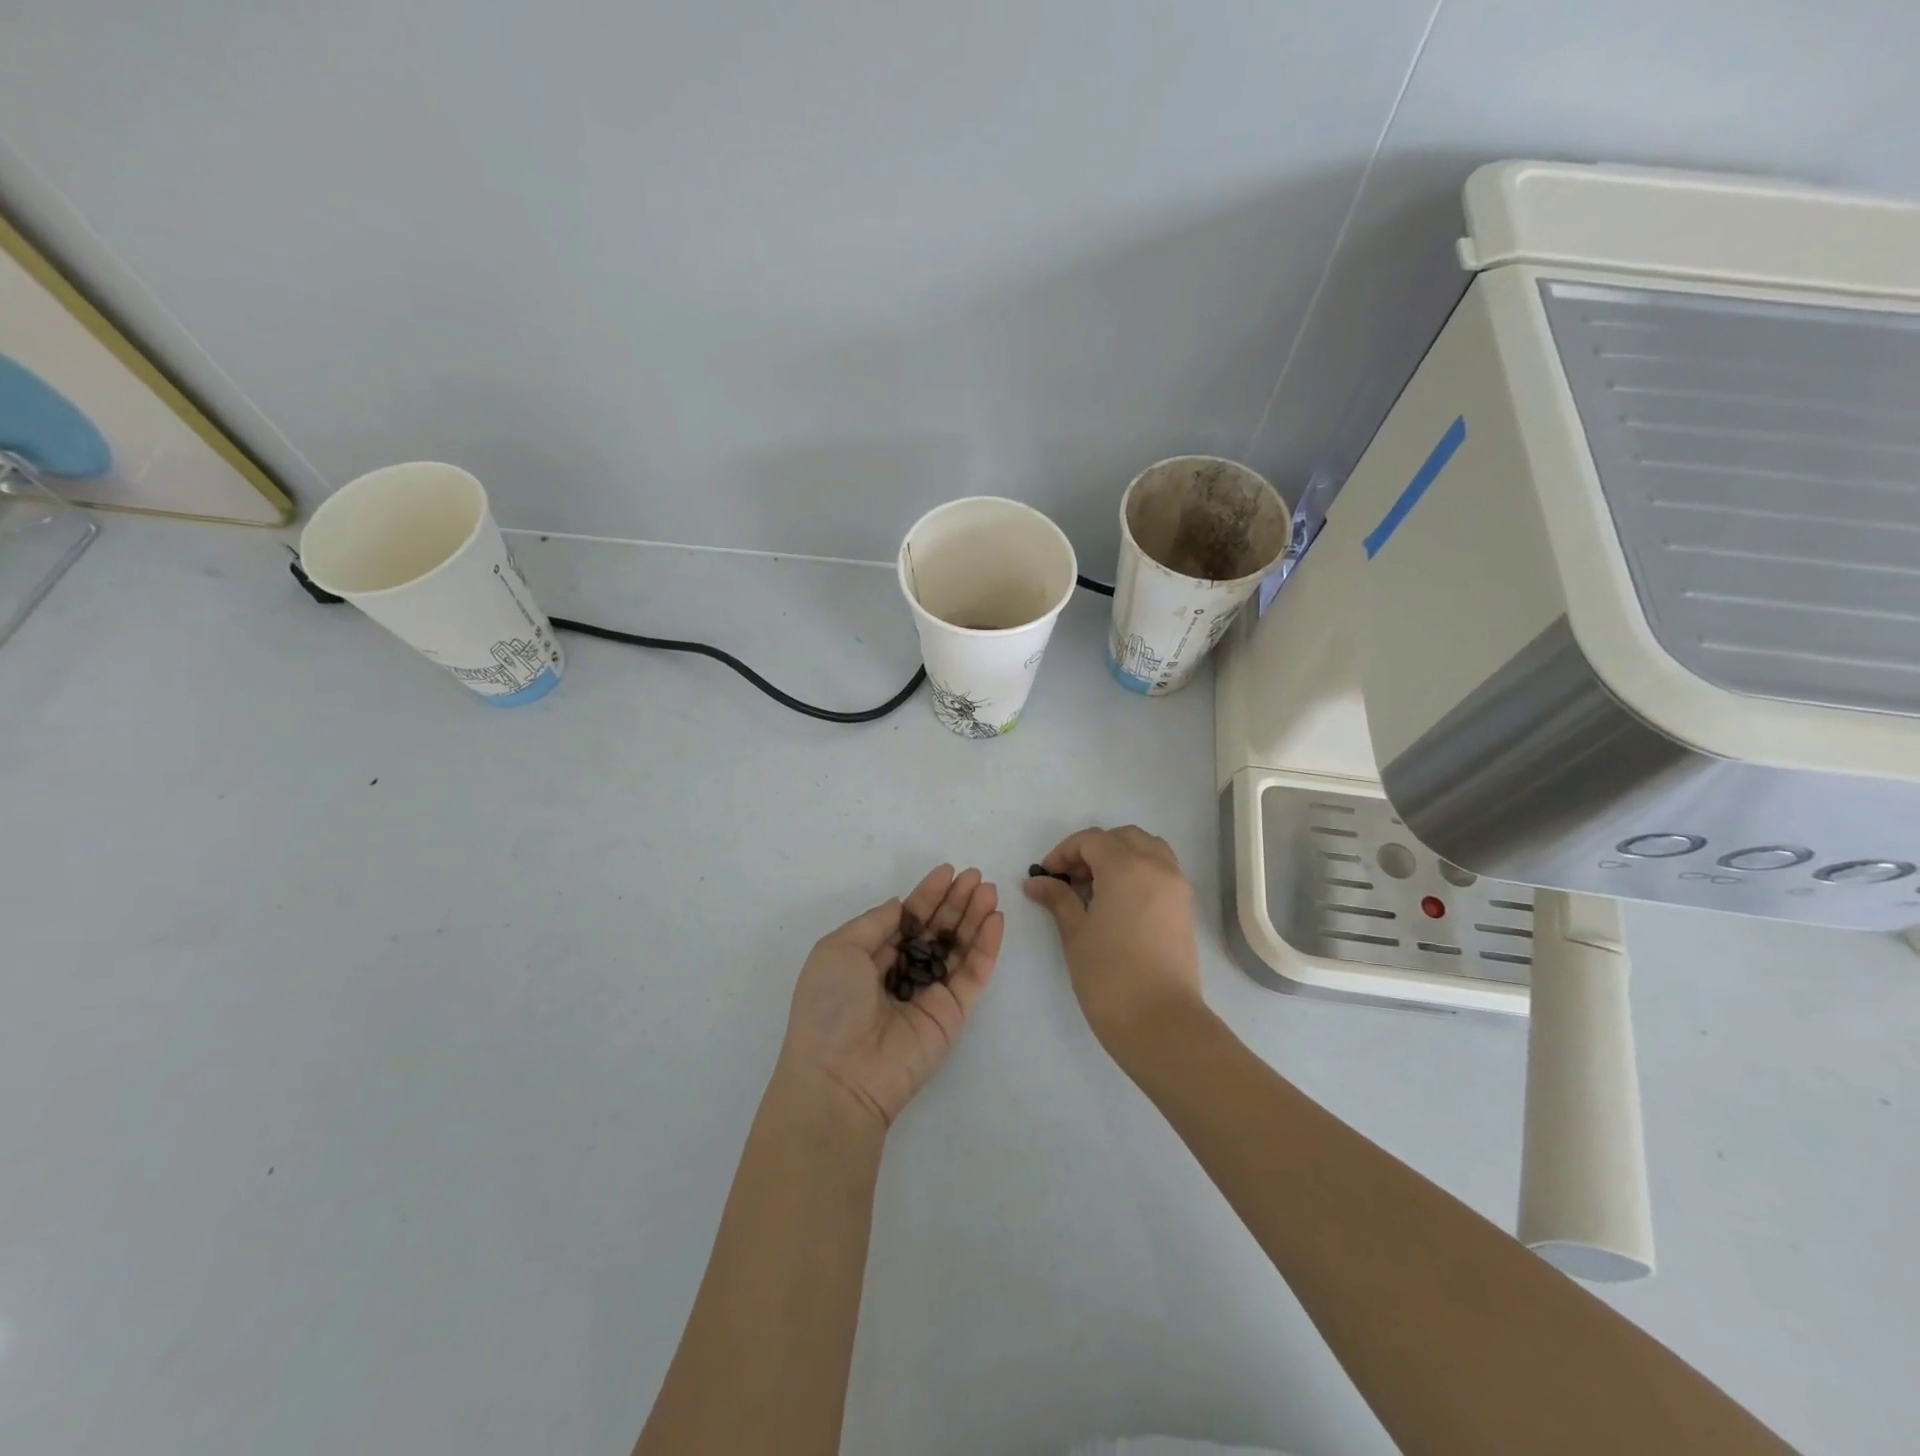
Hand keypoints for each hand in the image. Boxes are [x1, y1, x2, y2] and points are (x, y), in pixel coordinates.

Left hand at [779, 865, 1004, 1128]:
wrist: (841, 1075)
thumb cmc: (830, 1005)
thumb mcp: (838, 949)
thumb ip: (874, 923)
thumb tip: (900, 906)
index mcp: (871, 958)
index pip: (907, 919)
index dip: (927, 895)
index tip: (947, 871)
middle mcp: (903, 972)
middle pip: (936, 929)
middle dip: (955, 901)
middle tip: (976, 876)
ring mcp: (930, 993)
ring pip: (959, 947)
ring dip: (975, 917)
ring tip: (989, 890)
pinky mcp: (953, 1013)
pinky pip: (973, 974)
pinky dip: (986, 947)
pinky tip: (995, 919)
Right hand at [1024, 825, 1203, 1065]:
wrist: (1161, 1023)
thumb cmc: (1110, 976)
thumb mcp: (1076, 933)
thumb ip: (1058, 899)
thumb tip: (1036, 882)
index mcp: (1127, 867)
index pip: (1092, 840)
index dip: (1064, 852)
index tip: (1047, 876)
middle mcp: (1157, 867)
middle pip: (1123, 837)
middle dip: (1093, 849)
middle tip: (1071, 879)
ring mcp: (1176, 887)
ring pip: (1148, 849)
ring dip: (1120, 856)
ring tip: (1096, 887)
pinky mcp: (1185, 908)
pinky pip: (1161, 870)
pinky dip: (1139, 871)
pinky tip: (1118, 902)